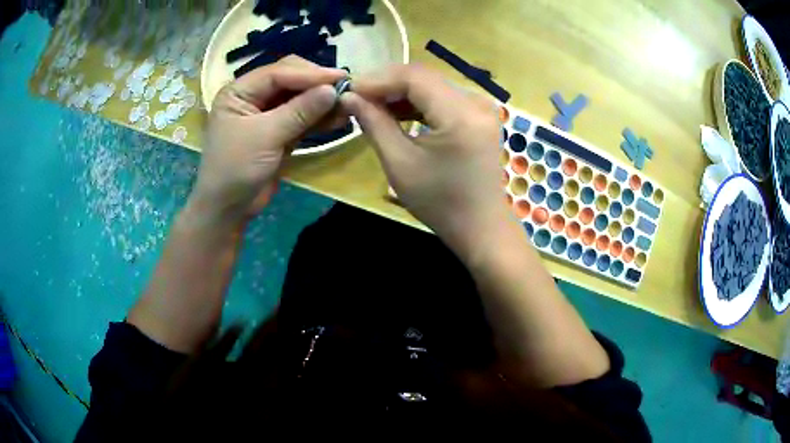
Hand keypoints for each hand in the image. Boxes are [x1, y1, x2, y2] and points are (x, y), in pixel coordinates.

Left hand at [189, 56, 346, 222]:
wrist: (229, 208)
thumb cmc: (236, 168)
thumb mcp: (266, 136)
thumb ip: (300, 111)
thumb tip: (333, 90)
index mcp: (239, 91)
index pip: (278, 73)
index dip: (310, 73)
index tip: (340, 77)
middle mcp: (253, 96)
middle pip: (290, 80)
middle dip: (316, 84)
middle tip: (346, 88)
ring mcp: (267, 114)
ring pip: (299, 99)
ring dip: (322, 101)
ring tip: (349, 103)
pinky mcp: (279, 131)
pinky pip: (302, 118)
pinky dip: (319, 118)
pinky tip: (340, 117)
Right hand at [340, 64, 508, 261]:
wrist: (480, 227)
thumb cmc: (440, 203)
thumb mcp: (400, 164)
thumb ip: (374, 124)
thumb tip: (349, 97)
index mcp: (460, 114)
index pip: (414, 77)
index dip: (378, 79)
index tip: (349, 91)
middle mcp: (476, 102)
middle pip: (424, 78)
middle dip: (387, 85)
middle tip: (357, 98)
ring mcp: (481, 107)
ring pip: (432, 86)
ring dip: (400, 93)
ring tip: (372, 107)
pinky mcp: (479, 116)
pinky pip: (443, 98)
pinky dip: (418, 103)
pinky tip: (397, 113)